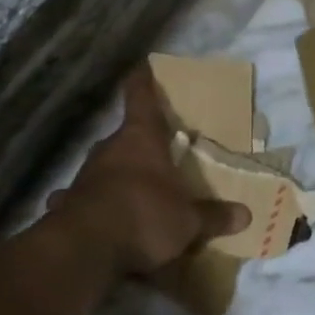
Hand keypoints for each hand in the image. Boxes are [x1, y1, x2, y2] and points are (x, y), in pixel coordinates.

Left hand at [48, 63, 250, 277]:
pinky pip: (84, 197)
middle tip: (158, 154)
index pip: (140, 97)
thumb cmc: (144, 217)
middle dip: (140, 143)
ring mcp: (85, 175)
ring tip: (135, 192)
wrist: (85, 249)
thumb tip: (246, 216)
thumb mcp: (188, 222)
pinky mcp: (68, 202)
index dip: (143, 80)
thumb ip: (214, 217)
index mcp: (141, 139)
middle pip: (126, 135)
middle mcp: (110, 148)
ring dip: (118, 175)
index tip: (143, 65)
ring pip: (106, 166)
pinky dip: (93, 204)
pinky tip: (99, 219)